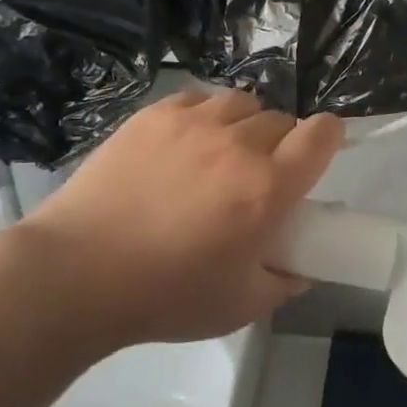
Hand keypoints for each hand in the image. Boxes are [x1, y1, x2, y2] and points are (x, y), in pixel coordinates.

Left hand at [22, 87, 343, 344]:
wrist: (76, 274)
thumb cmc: (164, 296)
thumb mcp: (239, 306)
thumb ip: (283, 283)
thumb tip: (301, 267)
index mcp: (267, 188)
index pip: (321, 135)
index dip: (329, 138)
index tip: (319, 153)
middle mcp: (238, 144)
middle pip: (282, 119)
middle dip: (282, 142)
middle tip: (259, 174)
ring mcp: (193, 123)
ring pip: (242, 103)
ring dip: (244, 124)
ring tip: (223, 151)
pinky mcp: (154, 115)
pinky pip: (198, 99)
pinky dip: (204, 116)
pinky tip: (186, 143)